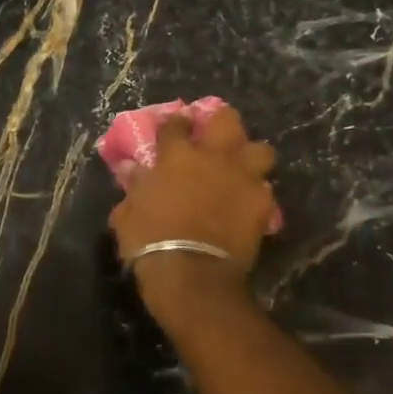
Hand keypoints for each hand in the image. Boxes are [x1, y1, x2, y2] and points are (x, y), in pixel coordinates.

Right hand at [108, 107, 276, 320]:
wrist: (191, 274)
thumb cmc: (149, 241)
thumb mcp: (127, 213)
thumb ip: (134, 186)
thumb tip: (131, 169)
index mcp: (177, 156)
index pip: (176, 124)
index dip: (175, 123)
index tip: (174, 127)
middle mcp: (214, 157)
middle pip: (227, 119)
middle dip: (221, 123)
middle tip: (215, 137)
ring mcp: (243, 178)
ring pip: (261, 150)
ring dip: (251, 157)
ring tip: (241, 169)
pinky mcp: (263, 203)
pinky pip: (266, 189)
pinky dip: (257, 194)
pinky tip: (248, 204)